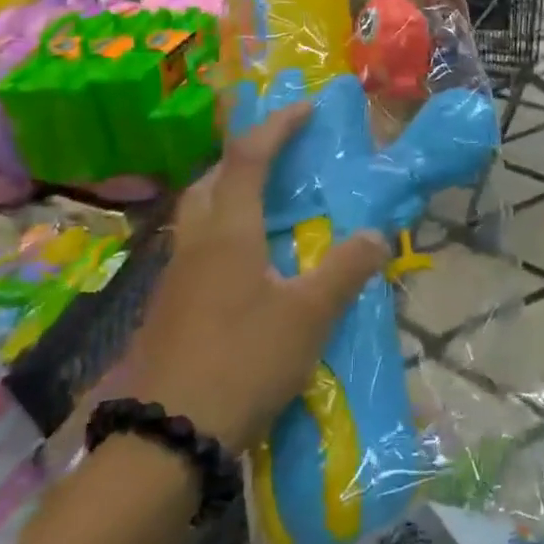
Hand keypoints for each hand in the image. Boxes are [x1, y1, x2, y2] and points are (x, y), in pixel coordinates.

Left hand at [125, 105, 387, 452]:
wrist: (166, 436)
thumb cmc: (243, 362)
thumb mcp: (308, 316)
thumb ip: (345, 269)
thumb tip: (377, 233)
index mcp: (228, 232)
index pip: (249, 157)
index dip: (278, 125)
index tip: (305, 107)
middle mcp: (195, 242)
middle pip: (211, 179)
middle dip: (244, 156)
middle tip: (280, 157)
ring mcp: (174, 276)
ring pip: (198, 213)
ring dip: (229, 193)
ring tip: (268, 205)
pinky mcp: (168, 306)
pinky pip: (197, 246)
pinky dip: (223, 232)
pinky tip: (248, 264)